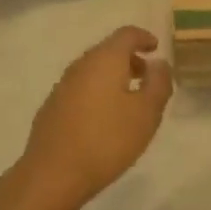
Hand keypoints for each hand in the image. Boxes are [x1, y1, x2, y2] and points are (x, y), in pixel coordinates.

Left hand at [18, 27, 173, 209]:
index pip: (126, 34)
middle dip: (129, 59)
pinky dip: (97, 93)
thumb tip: (159, 63)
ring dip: (113, 77)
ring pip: (93, 70)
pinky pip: (80, 89)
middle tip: (147, 77)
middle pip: (108, 51)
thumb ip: (158, 83)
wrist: (52, 174)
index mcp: (105, 59)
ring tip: (129, 101)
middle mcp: (81, 65)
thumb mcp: (147, 114)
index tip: (155, 47)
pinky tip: (103, 119)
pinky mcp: (51, 108)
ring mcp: (62, 86)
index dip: (143, 37)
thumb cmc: (107, 140)